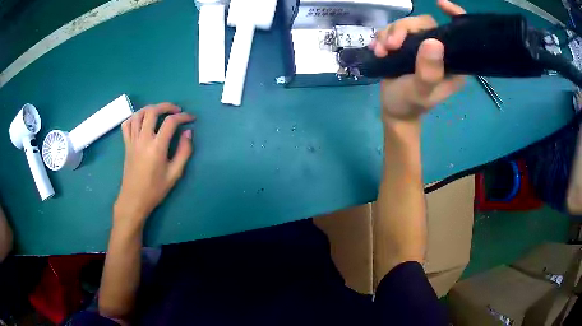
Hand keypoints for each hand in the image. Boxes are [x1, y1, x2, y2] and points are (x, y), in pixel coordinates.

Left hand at [114, 103, 194, 226]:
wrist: (134, 199)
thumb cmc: (155, 189)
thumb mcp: (175, 174)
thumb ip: (184, 151)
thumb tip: (188, 132)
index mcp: (157, 146)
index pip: (171, 122)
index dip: (183, 116)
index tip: (191, 118)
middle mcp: (143, 139)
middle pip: (152, 111)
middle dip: (166, 106)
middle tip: (176, 111)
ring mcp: (132, 140)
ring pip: (138, 114)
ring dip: (150, 108)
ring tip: (159, 112)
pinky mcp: (126, 144)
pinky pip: (127, 124)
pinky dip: (134, 117)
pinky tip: (142, 121)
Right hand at [370, 0, 465, 120]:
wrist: (393, 109)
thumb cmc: (410, 104)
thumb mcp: (420, 91)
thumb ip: (428, 71)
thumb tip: (434, 42)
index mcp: (452, 63)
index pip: (458, 35)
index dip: (454, 16)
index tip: (441, 5)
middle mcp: (440, 52)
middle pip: (423, 24)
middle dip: (403, 30)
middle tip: (390, 46)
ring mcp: (422, 47)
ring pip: (406, 25)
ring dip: (388, 35)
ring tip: (380, 52)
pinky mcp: (407, 45)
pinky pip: (394, 30)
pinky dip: (382, 37)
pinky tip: (377, 50)